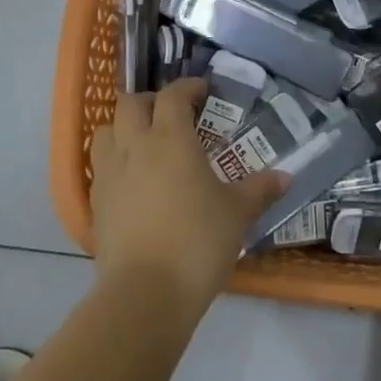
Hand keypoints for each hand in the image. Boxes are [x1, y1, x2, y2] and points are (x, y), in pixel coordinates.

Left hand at [90, 78, 287, 310]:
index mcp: (170, 138)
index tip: (203, 91)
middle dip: (151, 101)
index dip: (187, 87)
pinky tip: (131, 179)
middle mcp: (134, 145)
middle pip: (130, 103)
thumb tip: (285, 177)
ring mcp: (109, 172)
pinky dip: (114, 159)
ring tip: (144, 141)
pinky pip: (99, 164)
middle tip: (171, 114)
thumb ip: (260, 190)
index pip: (173, 96)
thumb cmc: (197, 242)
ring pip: (106, 129)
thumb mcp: (237, 214)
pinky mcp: (94, 201)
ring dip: (123, 126)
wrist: (145, 293)